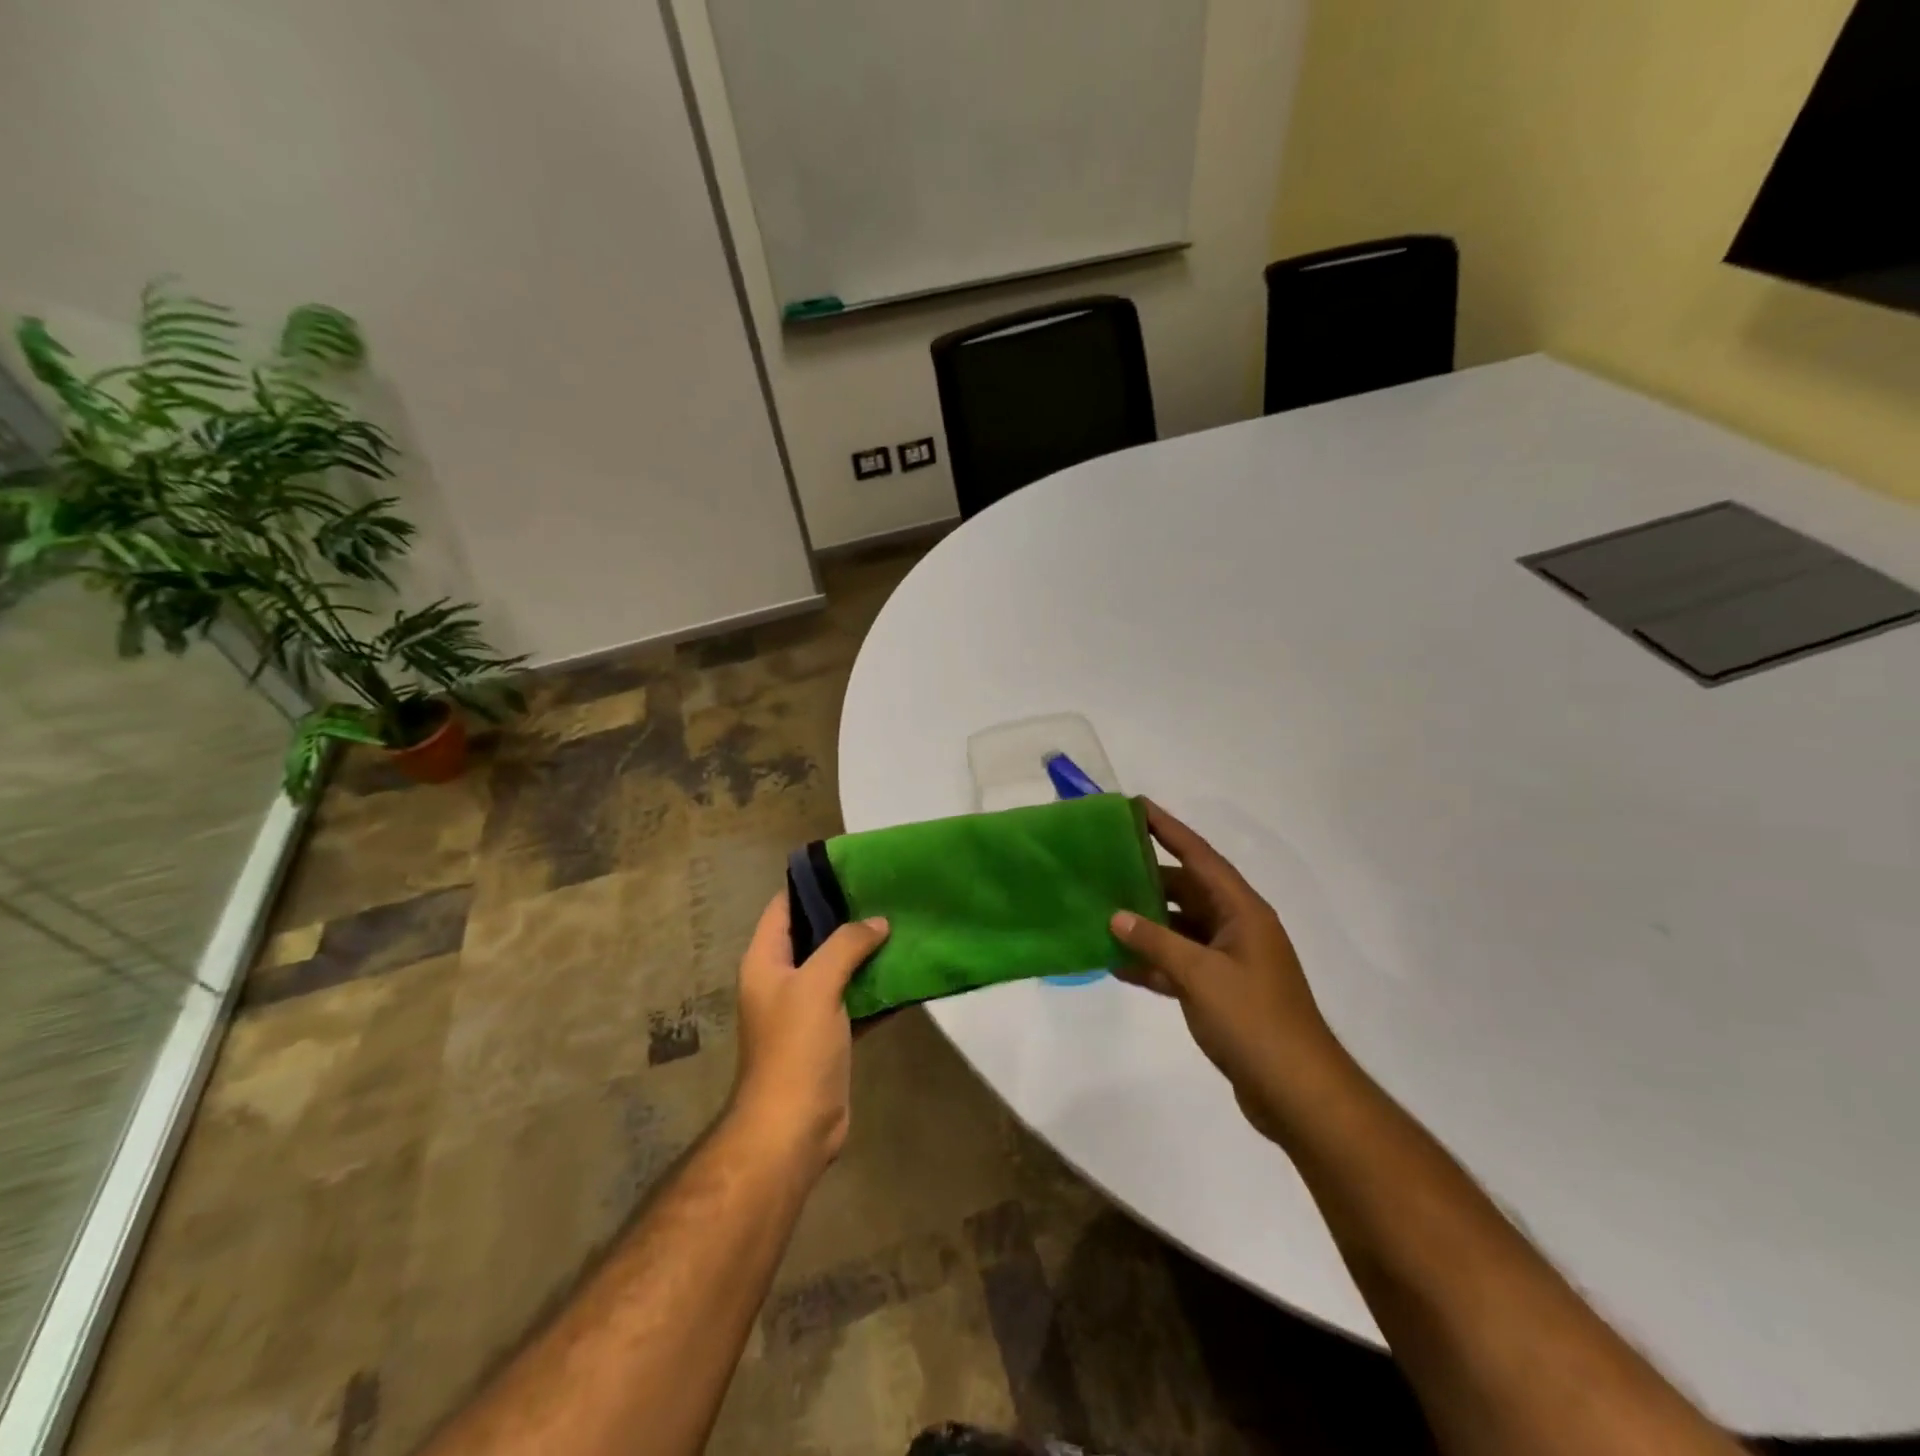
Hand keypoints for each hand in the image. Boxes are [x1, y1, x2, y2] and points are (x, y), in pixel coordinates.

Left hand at [731, 892, 888, 1172]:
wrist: (794, 1128)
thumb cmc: (795, 1047)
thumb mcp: (817, 985)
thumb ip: (846, 945)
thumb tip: (877, 922)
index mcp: (766, 961)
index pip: (784, 907)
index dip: (810, 884)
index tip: (849, 866)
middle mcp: (783, 979)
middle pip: (815, 935)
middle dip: (847, 915)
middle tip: (886, 891)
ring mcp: (807, 1008)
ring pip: (839, 967)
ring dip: (866, 950)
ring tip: (902, 922)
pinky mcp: (831, 1034)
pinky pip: (856, 998)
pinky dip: (876, 986)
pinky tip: (906, 970)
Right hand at [1111, 801, 1348, 1144]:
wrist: (1297, 1092)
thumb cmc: (1253, 1020)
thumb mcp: (1200, 975)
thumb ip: (1156, 941)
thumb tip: (1116, 915)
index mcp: (1242, 911)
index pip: (1199, 856)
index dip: (1168, 829)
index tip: (1136, 806)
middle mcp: (1236, 927)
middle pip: (1186, 890)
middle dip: (1147, 877)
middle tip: (1104, 862)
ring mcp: (1228, 961)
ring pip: (1178, 928)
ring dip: (1145, 922)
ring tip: (1101, 908)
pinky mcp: (1219, 993)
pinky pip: (1178, 963)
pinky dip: (1152, 961)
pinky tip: (1116, 961)